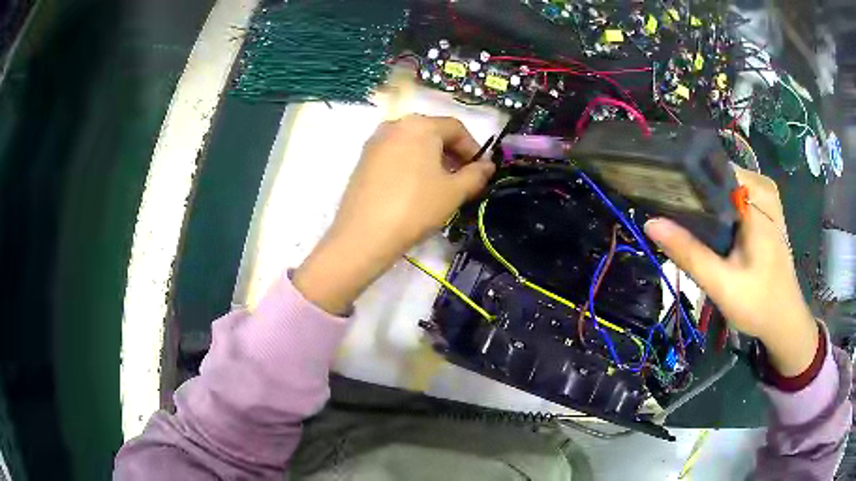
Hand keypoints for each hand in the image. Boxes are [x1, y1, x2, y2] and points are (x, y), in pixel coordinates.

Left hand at [294, 115, 494, 314]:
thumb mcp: (453, 192)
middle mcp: (395, 125)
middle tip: (463, 179)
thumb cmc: (415, 207)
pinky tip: (415, 188)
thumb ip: (476, 175)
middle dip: (452, 153)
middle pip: (433, 132)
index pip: (456, 128)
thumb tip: (487, 166)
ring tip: (441, 185)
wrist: (364, 235)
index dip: (474, 148)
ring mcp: (376, 141)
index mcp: (420, 124)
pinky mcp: (363, 159)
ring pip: (413, 143)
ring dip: (432, 159)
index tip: (482, 171)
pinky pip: (396, 153)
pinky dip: (412, 163)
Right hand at [644, 166, 817, 376]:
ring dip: (703, 202)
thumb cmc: (758, 303)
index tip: (661, 195)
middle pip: (715, 175)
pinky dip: (716, 208)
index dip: (683, 178)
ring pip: (722, 185)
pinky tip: (707, 229)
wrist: (784, 320)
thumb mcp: (722, 284)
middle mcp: (761, 185)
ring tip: (685, 225)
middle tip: (670, 218)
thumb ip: (690, 254)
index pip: (710, 167)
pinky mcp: (764, 208)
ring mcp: (764, 195)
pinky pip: (732, 195)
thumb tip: (651, 223)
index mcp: (756, 196)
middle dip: (692, 193)